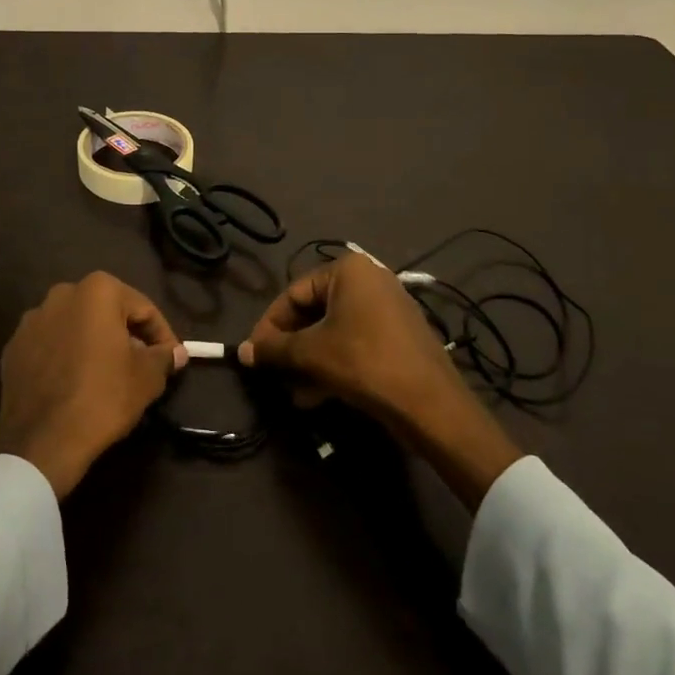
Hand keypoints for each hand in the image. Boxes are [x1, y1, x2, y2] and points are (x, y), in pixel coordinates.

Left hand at [0, 271, 186, 498]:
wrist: (42, 440)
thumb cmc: (103, 398)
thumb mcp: (147, 378)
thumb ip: (163, 357)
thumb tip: (175, 353)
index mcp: (98, 290)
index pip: (143, 308)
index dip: (162, 335)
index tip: (171, 359)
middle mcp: (62, 293)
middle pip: (106, 312)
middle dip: (126, 334)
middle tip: (141, 365)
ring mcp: (32, 319)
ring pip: (75, 326)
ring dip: (93, 343)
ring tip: (106, 375)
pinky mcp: (13, 346)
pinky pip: (50, 345)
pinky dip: (65, 356)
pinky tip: (74, 383)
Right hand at [238, 252, 523, 508]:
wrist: (432, 405)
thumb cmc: (365, 363)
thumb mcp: (312, 354)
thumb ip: (275, 349)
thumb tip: (242, 351)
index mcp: (348, 269)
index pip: (294, 293)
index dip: (270, 325)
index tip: (254, 353)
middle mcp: (369, 279)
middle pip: (314, 312)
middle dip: (291, 347)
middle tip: (273, 373)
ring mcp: (387, 308)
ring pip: (333, 332)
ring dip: (309, 361)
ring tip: (293, 393)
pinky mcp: (398, 336)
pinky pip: (355, 343)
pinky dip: (333, 364)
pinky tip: (316, 397)